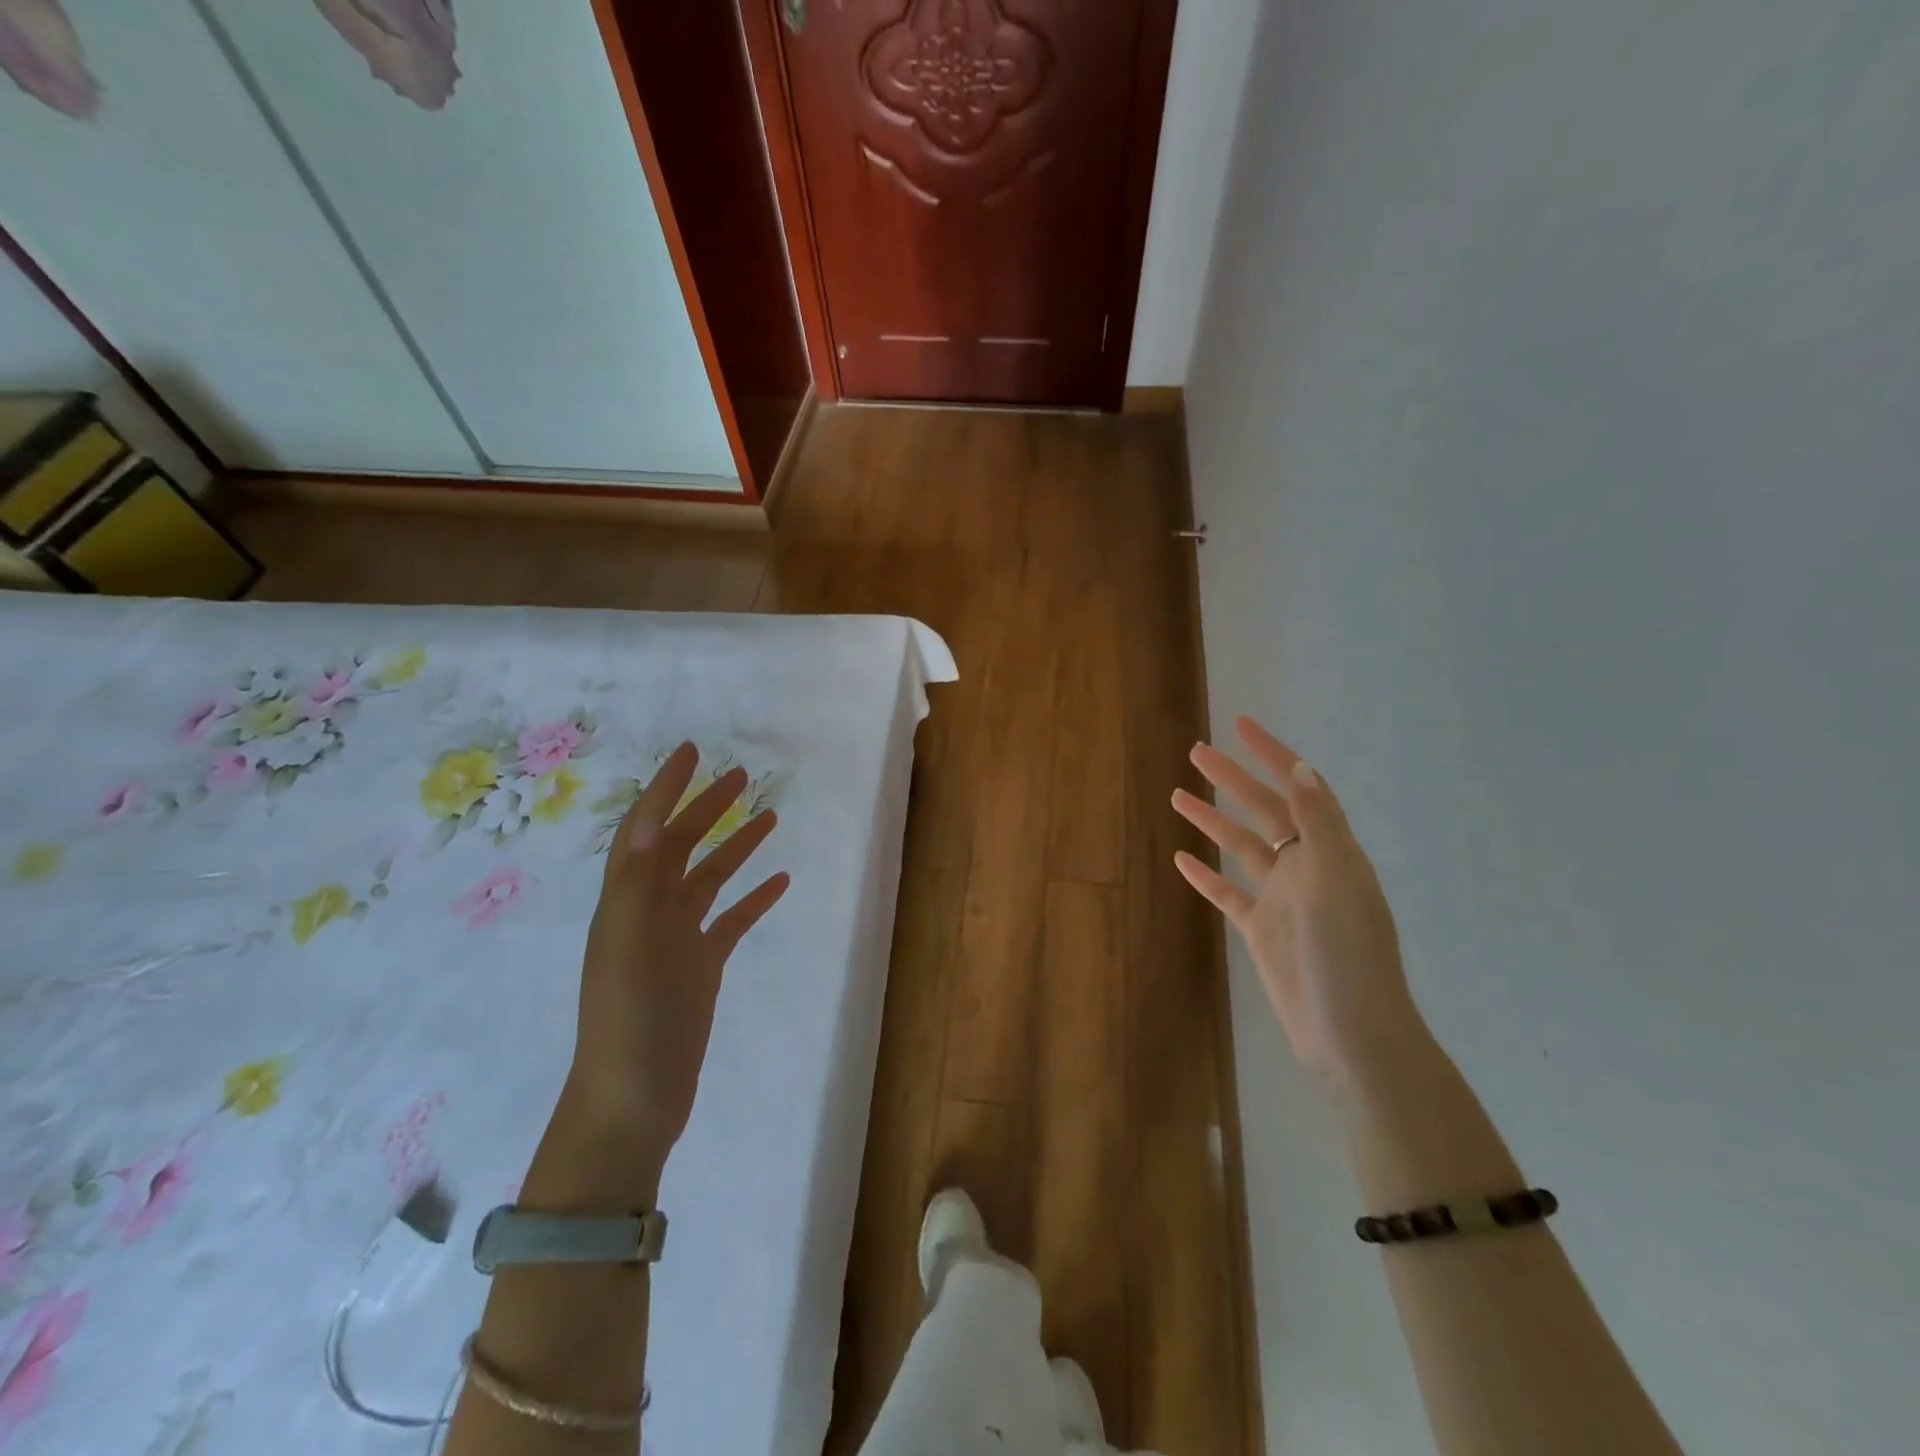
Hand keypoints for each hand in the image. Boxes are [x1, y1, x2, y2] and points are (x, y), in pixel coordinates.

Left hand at [567, 742, 789, 1162]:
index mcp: (626, 902)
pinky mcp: (702, 967)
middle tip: (741, 776)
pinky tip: (779, 881)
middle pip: (681, 847)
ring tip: (768, 816)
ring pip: (709, 879)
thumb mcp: (626, 948)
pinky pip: (731, 920)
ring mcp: (678, 940)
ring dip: (735, 846)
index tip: (693, 753)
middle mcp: (650, 912)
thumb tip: (651, 820)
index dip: (665, 789)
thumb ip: (638, 884)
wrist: (634, 1101)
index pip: (645, 830)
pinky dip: (754, 897)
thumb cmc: (627, 1022)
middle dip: (706, 808)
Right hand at [1172, 716, 1432, 1098]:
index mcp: (1330, 852)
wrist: (1351, 1034)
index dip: (1271, 754)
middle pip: (1263, 811)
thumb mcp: (1336, 884)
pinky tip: (1181, 859)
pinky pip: (1227, 892)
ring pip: (1241, 848)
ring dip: (1212, 820)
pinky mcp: (1262, 930)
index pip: (1298, 788)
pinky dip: (1205, 874)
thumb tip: (1300, 766)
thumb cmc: (1347, 956)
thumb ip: (1318, 826)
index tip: (1240, 725)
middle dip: (1232, 779)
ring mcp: (1281, 900)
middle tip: (1196, 752)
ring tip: (1178, 795)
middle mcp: (1306, 868)